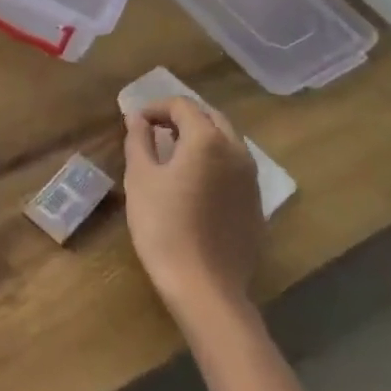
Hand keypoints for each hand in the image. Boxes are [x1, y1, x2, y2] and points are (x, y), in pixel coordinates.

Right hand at [123, 97, 263, 316]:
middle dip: (181, 117)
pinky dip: (213, 160)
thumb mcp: (140, 178)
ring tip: (171, 154)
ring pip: (226, 141)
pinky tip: (193, 182)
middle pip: (210, 118)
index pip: (182, 106)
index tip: (135, 122)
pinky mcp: (255, 202)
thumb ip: (139, 141)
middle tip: (153, 131)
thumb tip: (137, 119)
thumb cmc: (163, 226)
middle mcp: (236, 151)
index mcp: (207, 140)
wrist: (204, 284)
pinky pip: (234, 166)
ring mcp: (251, 178)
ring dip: (200, 137)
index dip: (155, 107)